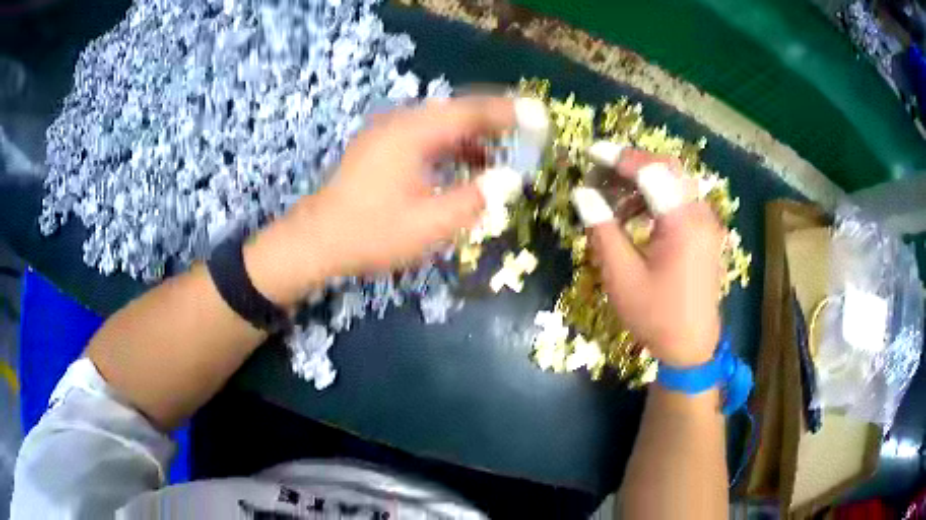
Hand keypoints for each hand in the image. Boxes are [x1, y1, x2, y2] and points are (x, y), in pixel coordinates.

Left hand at [244, 97, 515, 306]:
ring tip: (501, 155)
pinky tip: (464, 167)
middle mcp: (399, 123)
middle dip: (493, 121)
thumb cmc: (370, 234)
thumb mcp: (428, 225)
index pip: (470, 112)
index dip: (508, 113)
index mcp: (412, 133)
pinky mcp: (379, 147)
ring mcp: (385, 133)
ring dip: (471, 136)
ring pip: (439, 124)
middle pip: (456, 111)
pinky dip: (449, 147)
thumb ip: (473, 200)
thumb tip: (508, 180)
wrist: (315, 241)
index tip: (539, 116)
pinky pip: (423, 137)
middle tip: (525, 132)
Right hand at [590, 148, 724, 366]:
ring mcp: (707, 223)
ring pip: (676, 182)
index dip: (619, 158)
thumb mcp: (621, 276)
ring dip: (644, 181)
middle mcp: (701, 215)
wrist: (691, 347)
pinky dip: (657, 197)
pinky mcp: (706, 233)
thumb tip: (583, 193)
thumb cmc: (655, 316)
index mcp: (683, 223)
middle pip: (668, 168)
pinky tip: (636, 214)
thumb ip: (603, 229)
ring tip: (613, 197)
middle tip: (602, 172)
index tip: (591, 153)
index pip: (651, 172)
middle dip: (633, 164)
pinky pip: (681, 200)